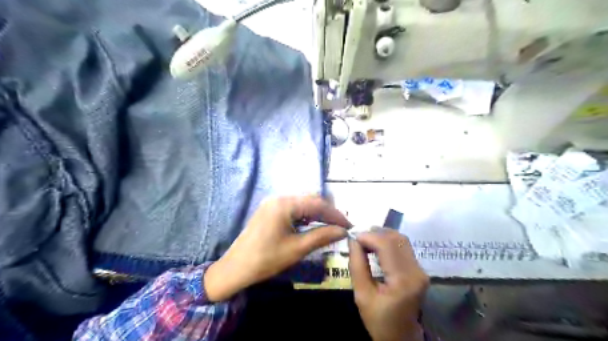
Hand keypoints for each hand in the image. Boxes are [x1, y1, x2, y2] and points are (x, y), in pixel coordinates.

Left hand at [203, 195, 349, 300]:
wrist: (235, 268)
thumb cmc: (266, 259)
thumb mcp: (297, 248)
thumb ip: (322, 236)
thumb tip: (342, 231)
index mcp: (285, 204)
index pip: (318, 204)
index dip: (335, 214)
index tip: (349, 225)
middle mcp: (279, 198)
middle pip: (310, 199)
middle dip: (327, 212)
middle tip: (340, 227)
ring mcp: (273, 203)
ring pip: (302, 203)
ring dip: (316, 213)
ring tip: (329, 227)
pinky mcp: (270, 210)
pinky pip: (292, 208)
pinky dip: (305, 215)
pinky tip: (311, 226)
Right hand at [350, 230, 428, 340]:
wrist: (401, 337)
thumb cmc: (379, 320)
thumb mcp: (362, 295)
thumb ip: (357, 265)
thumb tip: (353, 241)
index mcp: (403, 280)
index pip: (386, 245)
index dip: (368, 236)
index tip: (352, 238)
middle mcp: (416, 271)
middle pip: (396, 238)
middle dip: (374, 233)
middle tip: (358, 239)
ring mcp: (420, 269)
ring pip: (401, 239)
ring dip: (381, 235)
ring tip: (365, 242)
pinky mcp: (419, 269)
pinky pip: (403, 246)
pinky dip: (388, 242)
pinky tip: (376, 247)